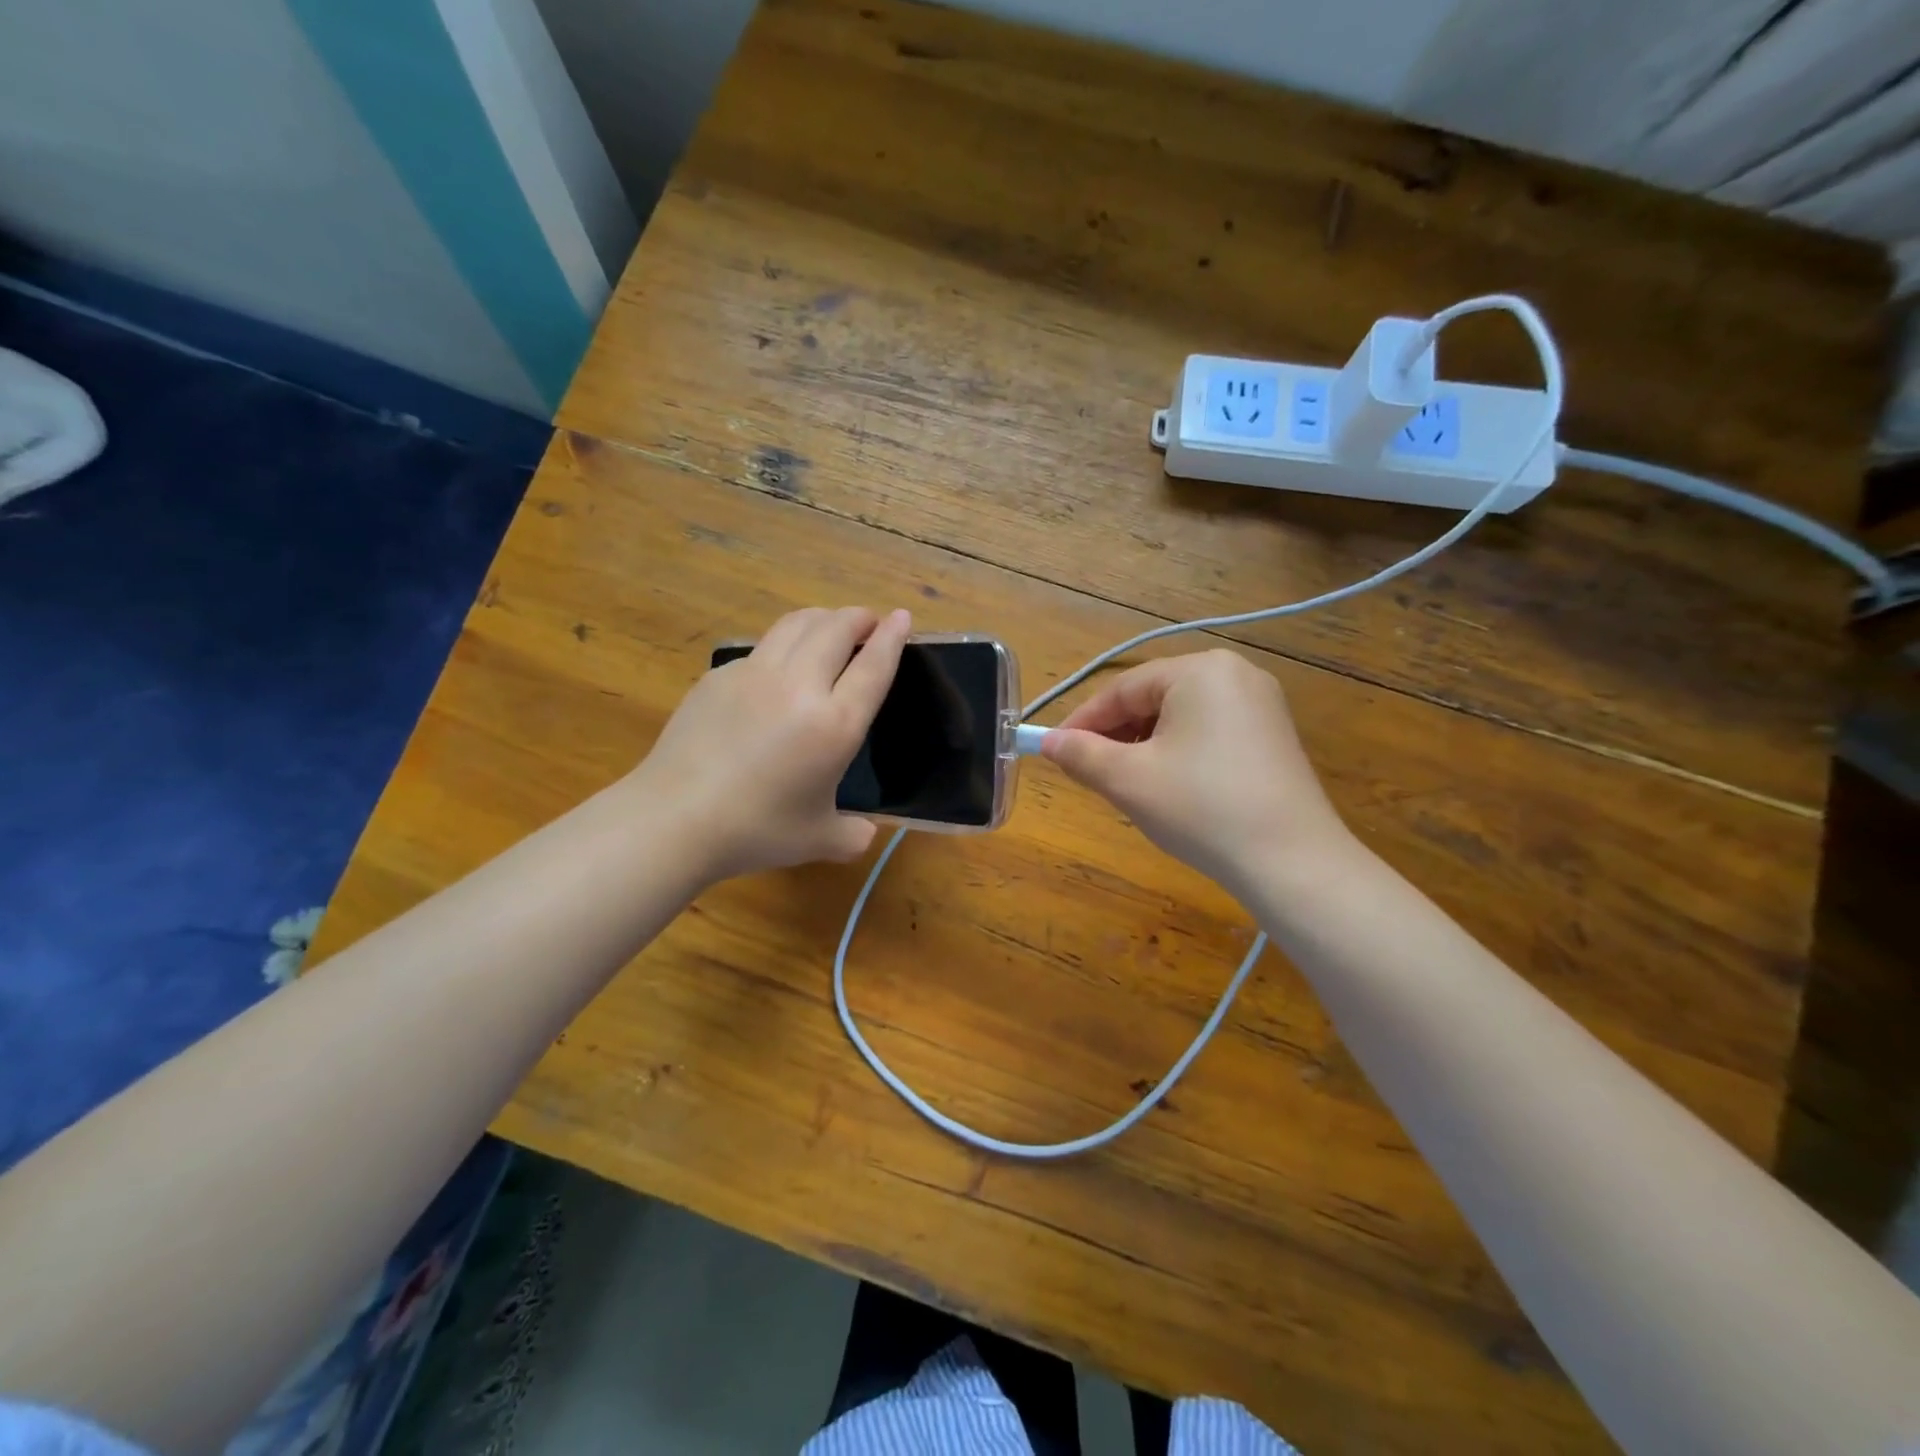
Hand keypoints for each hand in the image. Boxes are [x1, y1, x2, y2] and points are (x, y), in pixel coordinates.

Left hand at [633, 606, 910, 882]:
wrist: (675, 818)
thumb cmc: (756, 830)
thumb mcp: (819, 840)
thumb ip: (853, 835)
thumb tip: (866, 834)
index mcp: (835, 724)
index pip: (873, 666)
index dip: (892, 636)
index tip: (902, 616)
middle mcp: (800, 686)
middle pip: (836, 628)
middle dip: (859, 618)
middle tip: (868, 622)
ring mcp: (755, 673)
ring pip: (797, 623)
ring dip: (823, 617)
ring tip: (830, 626)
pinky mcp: (720, 675)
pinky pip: (762, 646)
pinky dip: (784, 642)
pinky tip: (780, 665)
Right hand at [1039, 649, 1348, 896]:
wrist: (1292, 862)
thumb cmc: (1200, 808)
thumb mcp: (1128, 780)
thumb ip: (1080, 754)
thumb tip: (1047, 742)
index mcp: (1199, 670)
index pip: (1122, 689)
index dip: (1081, 721)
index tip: (1052, 750)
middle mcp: (1234, 674)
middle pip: (1153, 698)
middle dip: (1114, 734)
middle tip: (1088, 770)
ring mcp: (1261, 704)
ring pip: (1180, 717)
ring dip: (1144, 744)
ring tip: (1125, 782)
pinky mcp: (1274, 736)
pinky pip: (1209, 732)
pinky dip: (1178, 752)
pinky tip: (1169, 786)